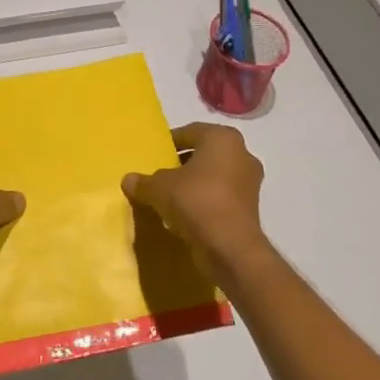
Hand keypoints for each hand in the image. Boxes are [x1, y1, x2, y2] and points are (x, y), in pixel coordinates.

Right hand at [122, 122, 266, 271]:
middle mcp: (241, 153)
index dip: (169, 143)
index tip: (153, 156)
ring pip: (214, 176)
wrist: (230, 247)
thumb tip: (128, 180)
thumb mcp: (159, 188)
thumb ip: (143, 181)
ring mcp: (250, 182)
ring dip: (194, 184)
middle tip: (160, 175)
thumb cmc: (195, 201)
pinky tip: (186, 215)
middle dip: (182, 164)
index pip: (190, 132)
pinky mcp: (251, 207)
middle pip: (204, 154)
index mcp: (222, 138)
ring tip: (170, 198)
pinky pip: (221, 196)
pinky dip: (205, 201)